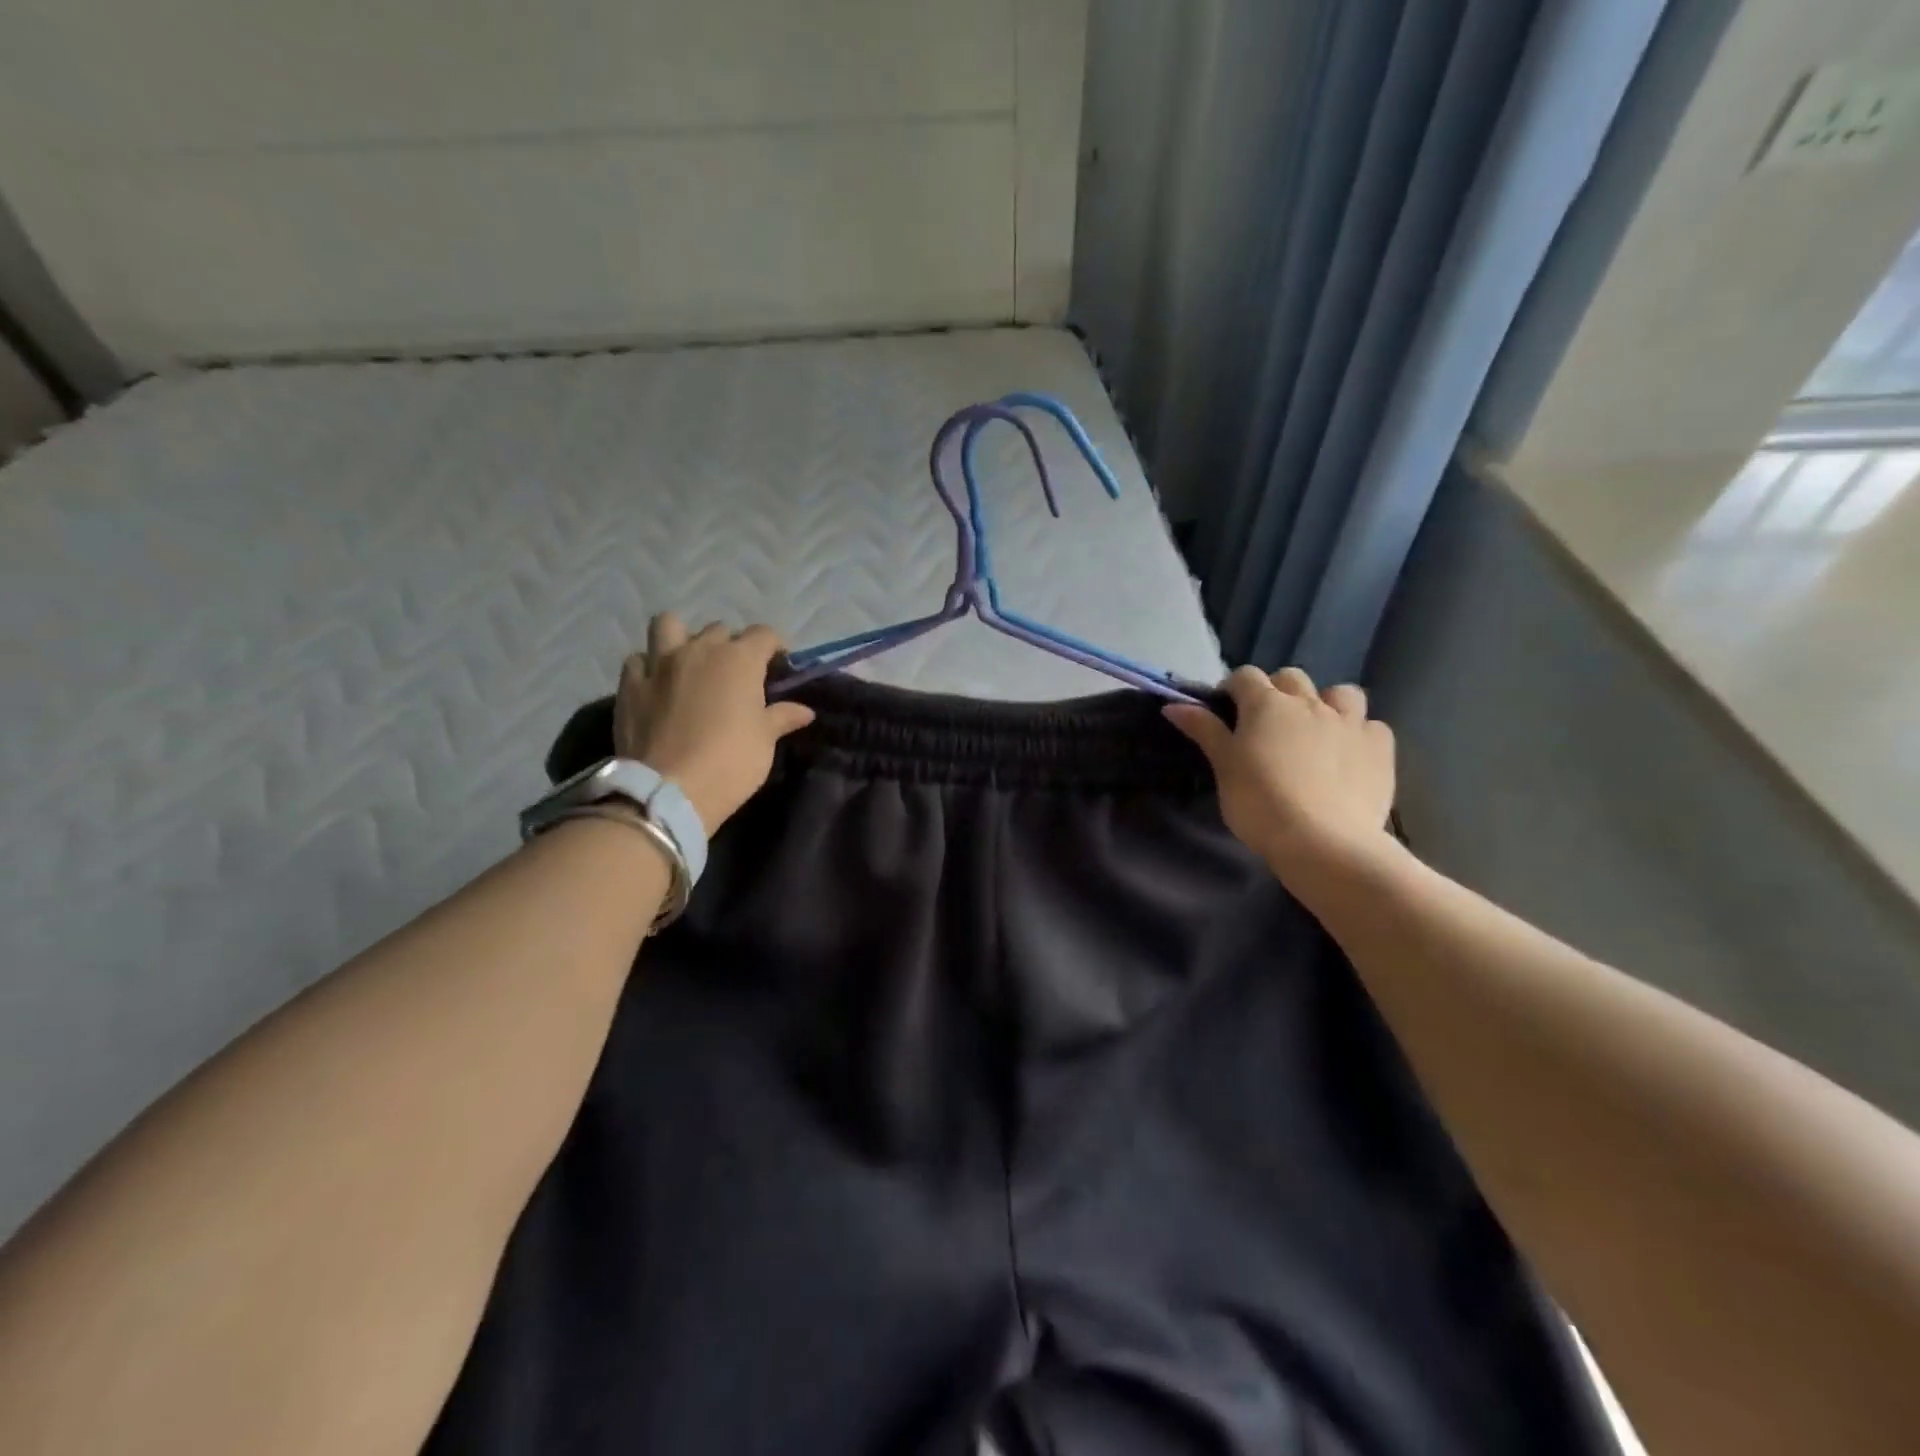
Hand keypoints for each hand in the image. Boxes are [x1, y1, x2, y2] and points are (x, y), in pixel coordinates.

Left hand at [613, 614, 815, 833]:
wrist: (669, 791)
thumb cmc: (730, 762)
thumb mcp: (764, 741)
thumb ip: (782, 717)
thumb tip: (804, 711)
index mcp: (739, 660)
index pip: (764, 634)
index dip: (774, 647)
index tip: (778, 667)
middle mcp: (700, 650)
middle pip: (720, 631)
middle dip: (731, 646)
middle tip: (736, 675)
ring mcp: (660, 664)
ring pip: (669, 626)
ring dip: (682, 638)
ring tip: (689, 662)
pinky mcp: (630, 685)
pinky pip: (638, 660)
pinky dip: (648, 666)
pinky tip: (656, 684)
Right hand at [1165, 666, 1395, 883]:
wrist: (1323, 842)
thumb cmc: (1259, 803)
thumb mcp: (1224, 767)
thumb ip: (1204, 731)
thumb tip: (1173, 705)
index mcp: (1267, 704)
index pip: (1245, 676)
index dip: (1233, 689)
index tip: (1226, 712)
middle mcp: (1310, 703)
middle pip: (1291, 678)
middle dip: (1277, 692)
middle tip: (1267, 725)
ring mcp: (1350, 723)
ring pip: (1341, 694)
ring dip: (1326, 704)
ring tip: (1317, 732)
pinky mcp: (1380, 748)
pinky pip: (1372, 726)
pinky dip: (1359, 734)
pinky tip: (1350, 756)